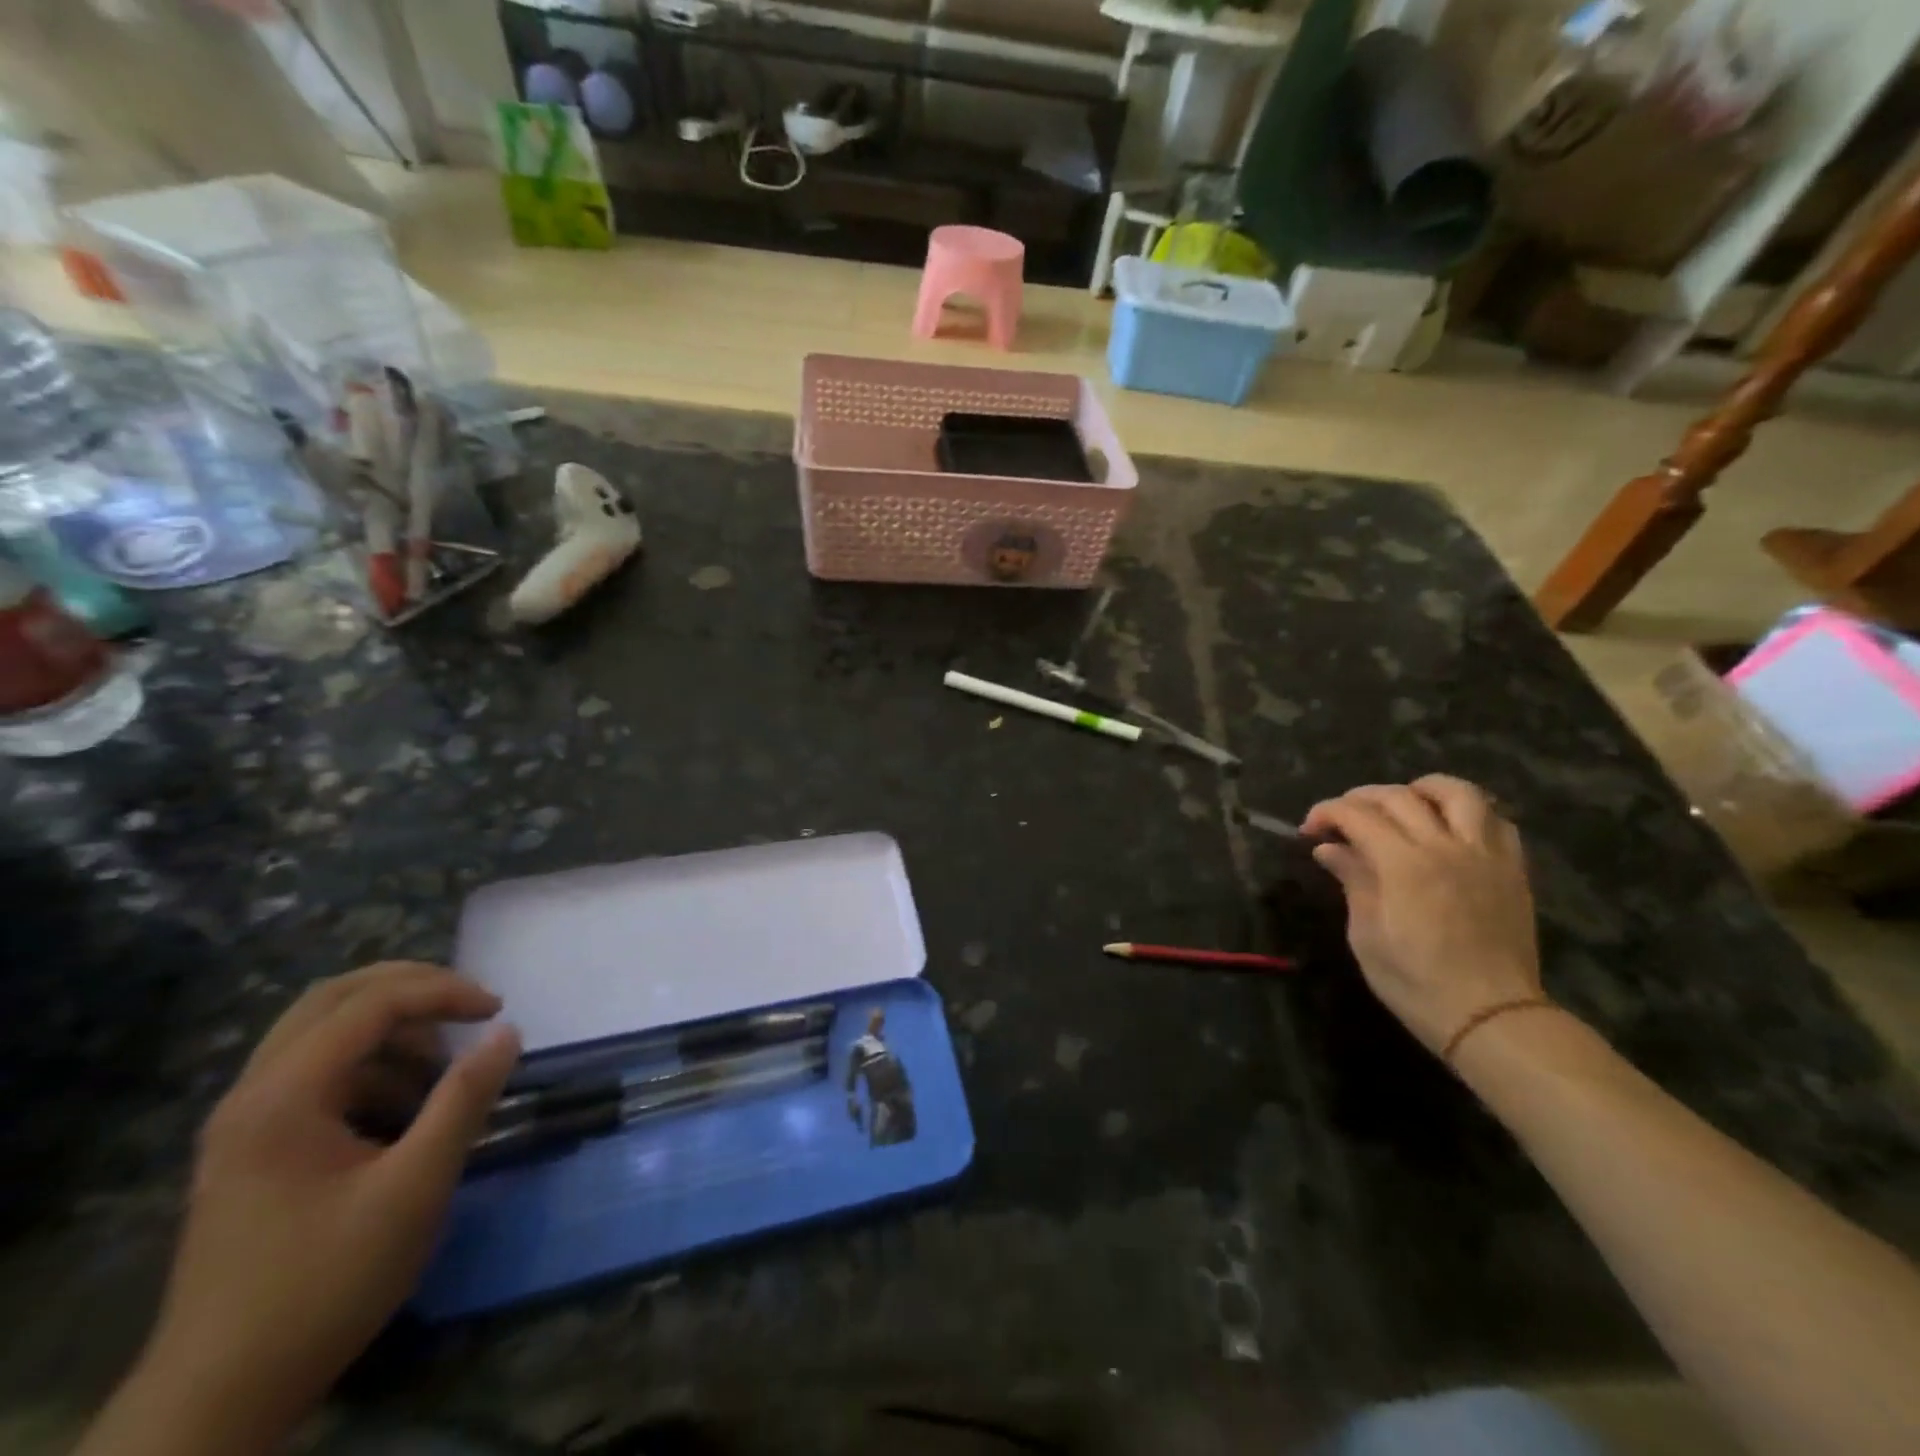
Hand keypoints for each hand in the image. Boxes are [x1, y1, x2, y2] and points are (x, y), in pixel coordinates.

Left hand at [138, 964, 518, 1443]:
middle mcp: (253, 1095)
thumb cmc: (324, 1283)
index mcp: (282, 1097)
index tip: (498, 1011)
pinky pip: (315, 1074)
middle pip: (333, 999)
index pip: (370, 1004)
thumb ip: (464, 1100)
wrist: (220, 1397)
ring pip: (320, 1032)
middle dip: (411, 988)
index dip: (442, 992)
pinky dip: (369, 1065)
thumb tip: (508, 1031)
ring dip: (390, 1028)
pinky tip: (404, 1107)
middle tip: (469, 1005)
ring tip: (443, 1063)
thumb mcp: (414, 1188)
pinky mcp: (252, 1151)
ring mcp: (245, 1124)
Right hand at [1302, 776, 1541, 1054]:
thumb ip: (1352, 881)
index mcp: (1404, 865)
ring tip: (1403, 803)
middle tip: (1342, 817)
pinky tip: (1450, 829)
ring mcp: (1485, 855)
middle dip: (1361, 798)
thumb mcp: (1366, 935)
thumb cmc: (1415, 982)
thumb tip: (1329, 849)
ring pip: (1458, 793)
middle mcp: (1446, 847)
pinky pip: (1496, 822)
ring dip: (1422, 789)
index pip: (1358, 815)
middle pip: (1400, 796)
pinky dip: (1469, 813)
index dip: (1327, 813)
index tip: (1309, 829)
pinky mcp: (1512, 870)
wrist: (1491, 1016)